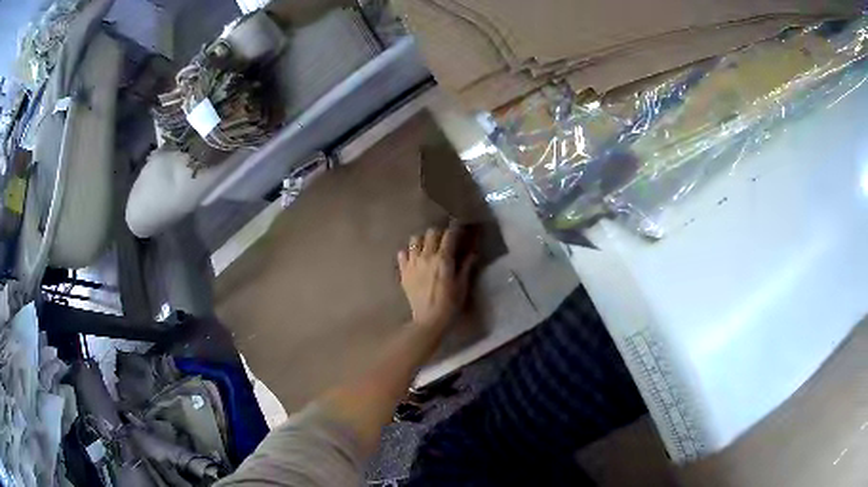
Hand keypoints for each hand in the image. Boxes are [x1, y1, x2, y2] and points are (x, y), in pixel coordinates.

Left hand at [398, 226, 475, 330]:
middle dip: (439, 233)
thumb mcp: (462, 285)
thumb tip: (473, 252)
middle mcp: (426, 257)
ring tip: (428, 247)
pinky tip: (414, 259)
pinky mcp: (403, 272)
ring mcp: (412, 263)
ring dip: (423, 240)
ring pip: (415, 240)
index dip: (455, 229)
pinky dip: (408, 253)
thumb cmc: (450, 304)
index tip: (460, 229)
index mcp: (443, 259)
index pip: (449, 235)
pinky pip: (402, 254)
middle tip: (445, 240)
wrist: (429, 320)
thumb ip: (466, 265)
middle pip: (431, 233)